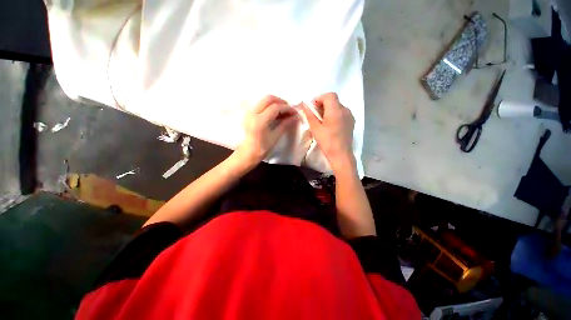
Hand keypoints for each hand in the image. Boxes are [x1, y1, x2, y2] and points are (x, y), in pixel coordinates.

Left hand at [237, 95, 296, 164]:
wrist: (249, 152)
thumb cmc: (263, 148)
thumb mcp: (275, 137)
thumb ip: (285, 125)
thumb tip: (296, 117)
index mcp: (260, 121)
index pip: (275, 107)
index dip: (287, 108)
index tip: (295, 112)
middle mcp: (253, 113)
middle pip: (269, 98)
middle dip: (281, 102)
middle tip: (289, 110)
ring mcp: (250, 112)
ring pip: (264, 100)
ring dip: (276, 103)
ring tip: (284, 112)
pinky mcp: (249, 113)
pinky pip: (261, 104)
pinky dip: (270, 106)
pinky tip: (276, 113)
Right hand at [302, 93, 355, 171]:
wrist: (341, 155)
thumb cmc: (327, 142)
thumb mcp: (315, 128)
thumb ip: (310, 115)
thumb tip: (304, 105)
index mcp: (336, 110)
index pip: (329, 95)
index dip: (319, 98)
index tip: (313, 107)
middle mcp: (345, 110)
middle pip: (334, 100)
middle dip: (323, 104)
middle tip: (316, 115)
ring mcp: (350, 116)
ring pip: (338, 106)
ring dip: (329, 109)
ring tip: (323, 121)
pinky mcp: (351, 122)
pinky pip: (342, 112)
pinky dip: (335, 114)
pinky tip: (331, 124)